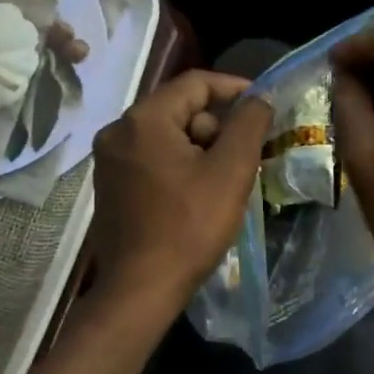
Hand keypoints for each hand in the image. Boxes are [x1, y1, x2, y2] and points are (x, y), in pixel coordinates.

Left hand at [90, 70, 272, 311]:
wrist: (140, 289)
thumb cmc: (189, 226)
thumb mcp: (231, 171)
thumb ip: (249, 125)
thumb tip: (258, 99)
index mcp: (143, 120)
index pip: (195, 83)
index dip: (234, 88)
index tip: (263, 105)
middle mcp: (118, 132)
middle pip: (180, 109)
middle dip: (217, 127)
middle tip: (246, 156)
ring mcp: (109, 161)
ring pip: (167, 136)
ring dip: (201, 148)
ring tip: (226, 181)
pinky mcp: (111, 185)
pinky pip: (153, 158)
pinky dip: (180, 165)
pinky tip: (198, 194)